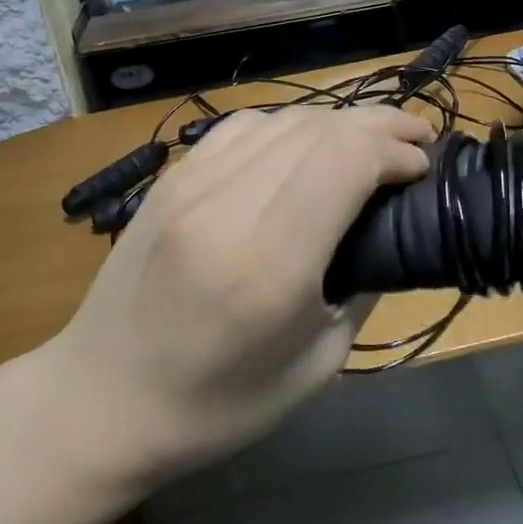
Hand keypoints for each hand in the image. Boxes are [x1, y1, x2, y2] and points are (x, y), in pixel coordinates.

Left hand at [41, 106, 432, 490]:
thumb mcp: (315, 366)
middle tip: (415, 142)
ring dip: (337, 121)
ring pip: (284, 118)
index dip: (395, 148)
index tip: (423, 165)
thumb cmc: (215, 406)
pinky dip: (287, 126)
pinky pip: (242, 127)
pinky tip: (304, 146)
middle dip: (380, 125)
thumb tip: (388, 226)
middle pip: (320, 128)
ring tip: (369, 141)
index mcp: (269, 266)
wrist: (99, 400)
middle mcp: (227, 208)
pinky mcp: (169, 179)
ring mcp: (190, 185)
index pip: (345, 160)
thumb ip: (362, 286)